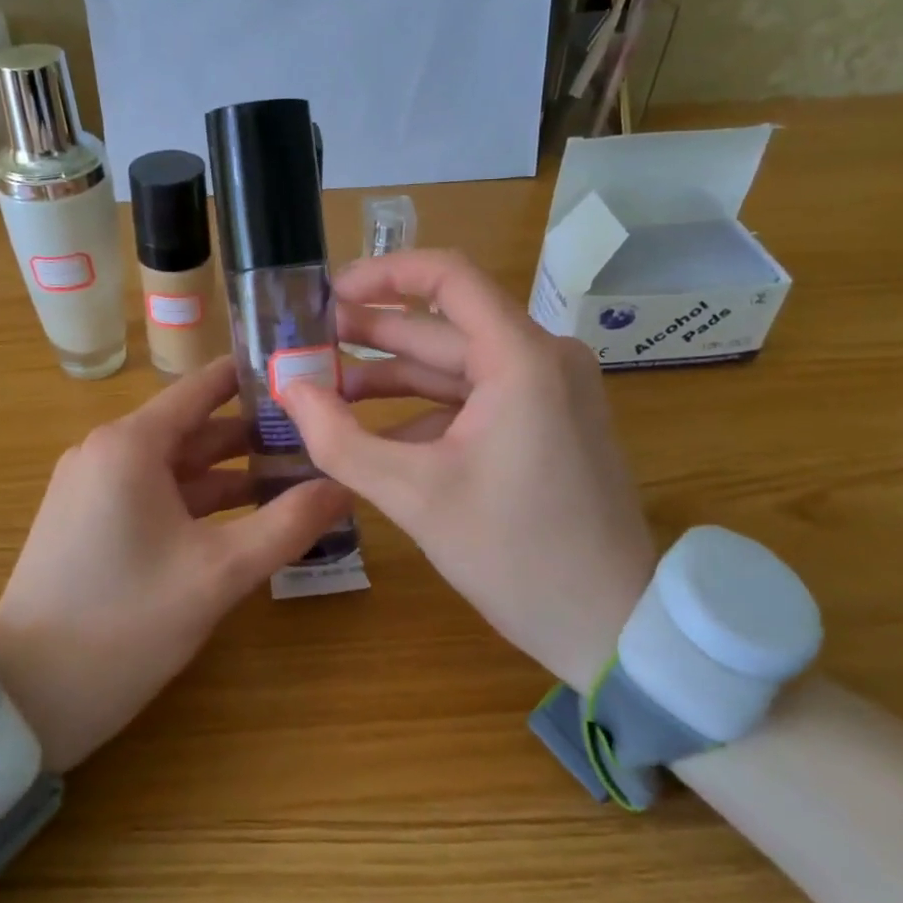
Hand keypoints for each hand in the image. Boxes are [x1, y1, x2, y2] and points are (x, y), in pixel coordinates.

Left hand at [0, 358, 354, 771]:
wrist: (24, 699)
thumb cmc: (124, 624)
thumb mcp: (218, 574)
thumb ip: (287, 525)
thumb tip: (345, 484)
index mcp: (130, 444)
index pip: (203, 386)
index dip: (255, 378)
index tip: (307, 374)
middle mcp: (107, 451)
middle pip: (194, 427)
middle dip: (254, 433)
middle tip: (320, 436)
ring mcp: (93, 487)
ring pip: (176, 465)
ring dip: (231, 472)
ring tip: (296, 476)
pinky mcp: (89, 522)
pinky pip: (155, 494)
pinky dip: (199, 500)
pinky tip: (245, 517)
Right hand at [281, 251, 656, 690]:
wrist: (613, 628)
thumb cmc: (516, 556)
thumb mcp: (414, 496)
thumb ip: (341, 439)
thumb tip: (289, 389)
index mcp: (521, 359)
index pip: (447, 276)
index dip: (382, 274)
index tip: (327, 293)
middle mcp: (542, 358)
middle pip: (444, 324)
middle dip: (372, 333)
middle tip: (308, 343)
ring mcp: (550, 391)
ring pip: (457, 365)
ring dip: (393, 375)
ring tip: (327, 388)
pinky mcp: (548, 422)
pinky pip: (476, 398)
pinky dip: (426, 409)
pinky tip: (377, 433)